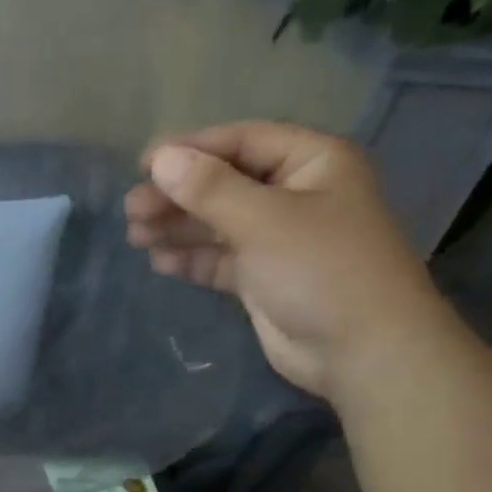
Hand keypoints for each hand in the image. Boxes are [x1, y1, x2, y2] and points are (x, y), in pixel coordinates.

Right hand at [126, 121, 445, 404]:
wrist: (361, 350)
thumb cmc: (321, 270)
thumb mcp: (264, 221)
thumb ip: (210, 189)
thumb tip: (161, 159)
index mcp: (311, 162)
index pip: (242, 142)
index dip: (191, 150)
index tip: (143, 166)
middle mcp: (294, 195)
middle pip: (224, 184)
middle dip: (177, 195)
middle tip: (131, 209)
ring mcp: (278, 239)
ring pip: (218, 224)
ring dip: (177, 228)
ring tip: (135, 236)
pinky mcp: (263, 278)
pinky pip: (220, 259)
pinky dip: (191, 259)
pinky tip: (160, 262)